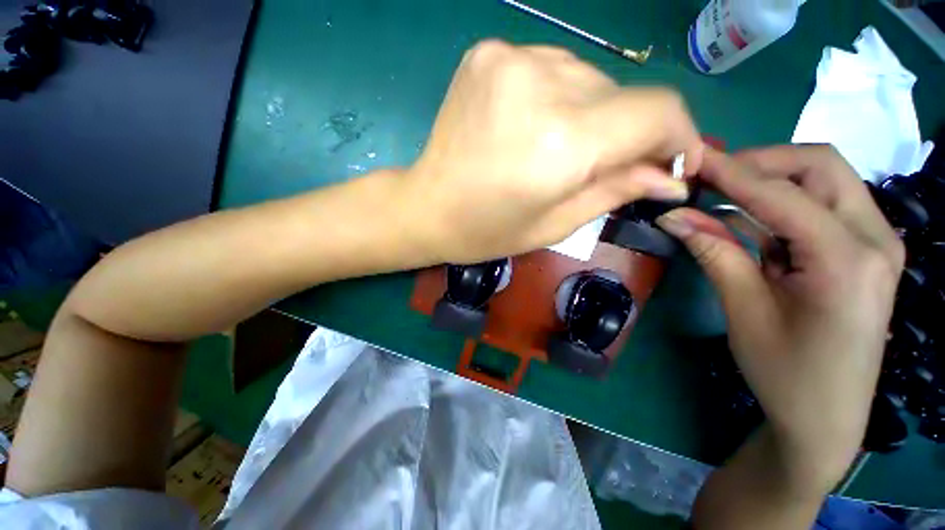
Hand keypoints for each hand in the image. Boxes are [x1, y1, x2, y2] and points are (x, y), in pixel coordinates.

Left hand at [399, 40, 703, 263]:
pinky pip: (550, 67)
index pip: (656, 112)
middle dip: (625, 133)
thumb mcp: (555, 224)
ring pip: (588, 77)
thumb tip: (670, 175)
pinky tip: (531, 127)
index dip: (679, 136)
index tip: (676, 162)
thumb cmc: (486, 230)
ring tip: (556, 151)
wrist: (426, 207)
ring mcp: (509, 59)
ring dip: (590, 114)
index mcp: (560, 143)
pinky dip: (557, 97)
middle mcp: (540, 85)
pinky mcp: (488, 53)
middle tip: (602, 166)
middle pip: (621, 94)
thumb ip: (616, 190)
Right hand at [658, 145, 903, 493]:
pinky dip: (784, 203)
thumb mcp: (744, 311)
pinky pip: (825, 205)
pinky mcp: (867, 251)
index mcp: (847, 261)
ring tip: (724, 199)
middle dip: (761, 163)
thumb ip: (714, 252)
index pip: (782, 193)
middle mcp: (875, 239)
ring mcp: (877, 243)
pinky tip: (753, 224)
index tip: (692, 160)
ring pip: (825, 179)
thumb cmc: (786, 373)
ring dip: (772, 181)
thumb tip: (673, 217)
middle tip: (713, 181)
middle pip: (820, 166)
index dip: (731, 172)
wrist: (828, 417)